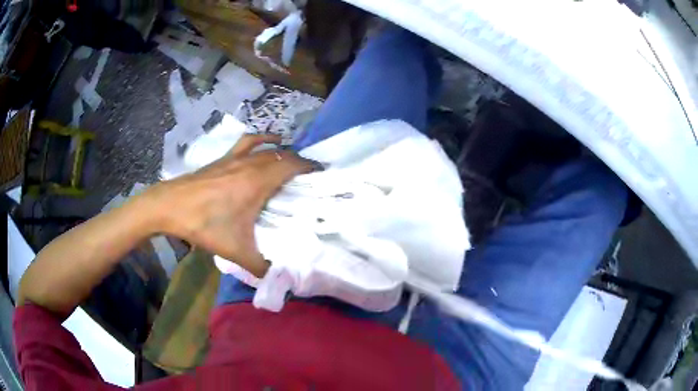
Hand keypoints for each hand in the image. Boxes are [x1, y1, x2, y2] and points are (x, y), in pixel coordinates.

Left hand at [146, 135, 315, 276]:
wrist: (170, 206)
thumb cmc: (204, 224)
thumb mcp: (235, 251)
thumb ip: (260, 266)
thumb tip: (278, 277)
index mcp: (258, 181)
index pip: (292, 165)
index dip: (310, 167)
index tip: (322, 175)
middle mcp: (250, 164)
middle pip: (282, 155)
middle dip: (299, 162)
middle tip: (308, 178)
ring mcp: (235, 158)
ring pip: (266, 147)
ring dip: (282, 150)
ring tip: (290, 159)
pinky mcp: (223, 159)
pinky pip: (247, 143)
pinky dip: (261, 140)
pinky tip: (265, 142)